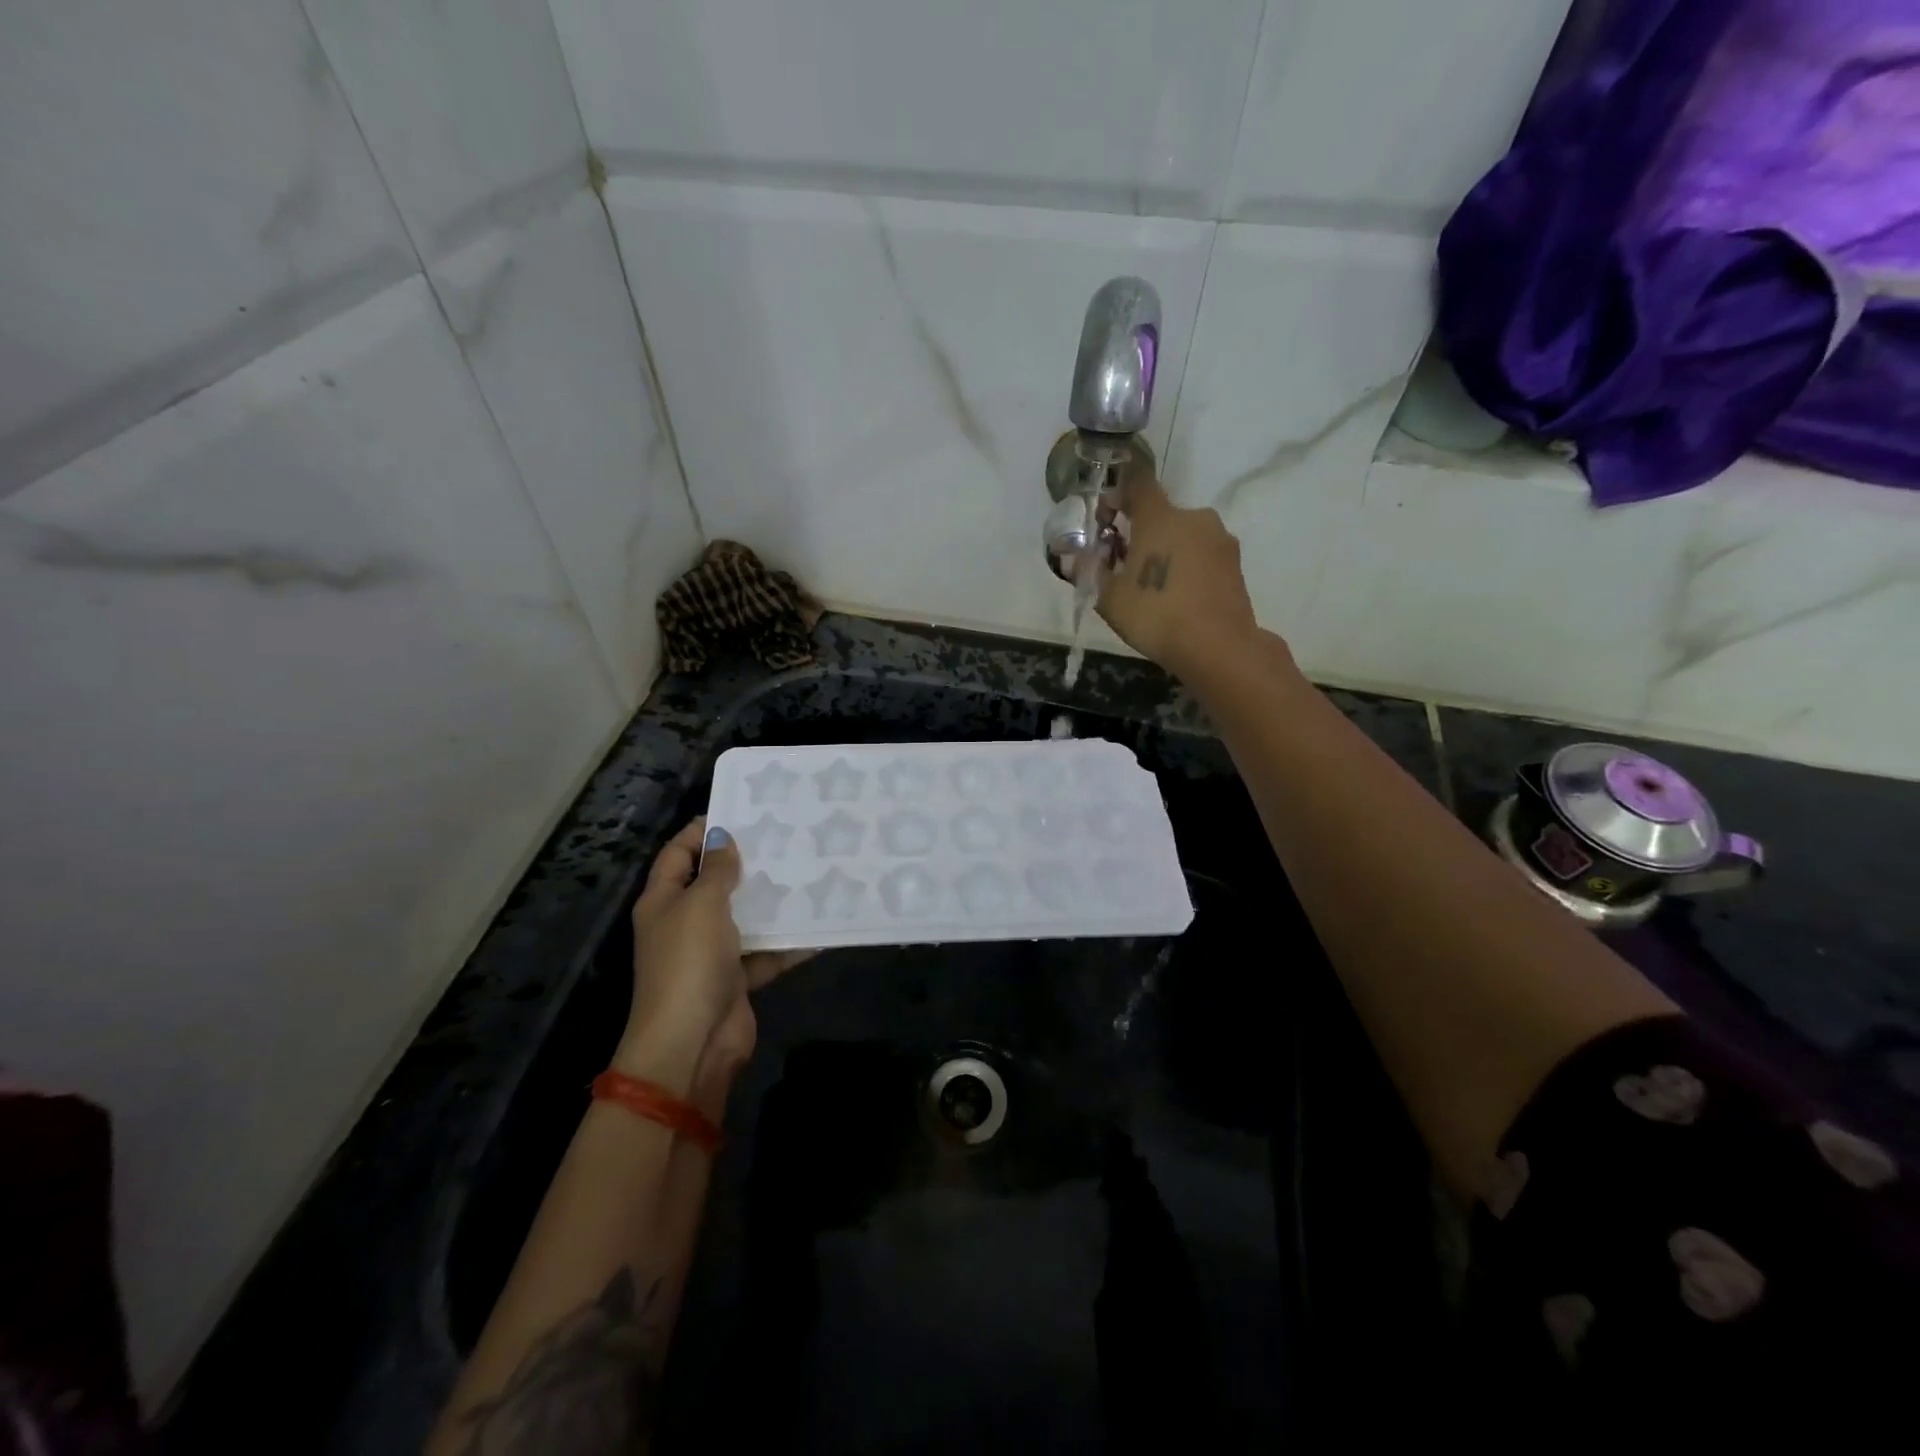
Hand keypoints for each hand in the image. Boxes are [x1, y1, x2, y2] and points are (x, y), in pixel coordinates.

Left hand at [618, 818, 807, 1093]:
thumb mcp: (701, 905)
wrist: (692, 1043)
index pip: (677, 854)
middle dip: (743, 863)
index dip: (700, 831)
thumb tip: (723, 839)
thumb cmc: (689, 963)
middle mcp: (684, 924)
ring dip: (769, 901)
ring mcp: (710, 954)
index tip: (738, 812)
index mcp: (663, 901)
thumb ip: (717, 871)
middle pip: (712, 884)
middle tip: (783, 838)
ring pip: (743, 918)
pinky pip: (765, 954)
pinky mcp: (735, 980)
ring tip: (806, 872)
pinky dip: (787, 944)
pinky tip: (818, 927)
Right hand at [1098, 473, 1261, 678]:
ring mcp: (1219, 539)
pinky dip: (1186, 567)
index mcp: (1160, 517)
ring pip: (1183, 536)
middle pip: (1161, 515)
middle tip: (1123, 565)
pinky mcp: (1235, 563)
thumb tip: (1073, 558)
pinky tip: (1177, 597)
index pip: (1137, 485)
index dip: (1117, 496)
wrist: (1218, 647)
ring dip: (1165, 551)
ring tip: (1152, 587)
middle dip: (1140, 533)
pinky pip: (1202, 555)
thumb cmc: (1156, 616)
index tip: (1105, 519)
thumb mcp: (1108, 598)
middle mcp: (1194, 518)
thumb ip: (1090, 572)